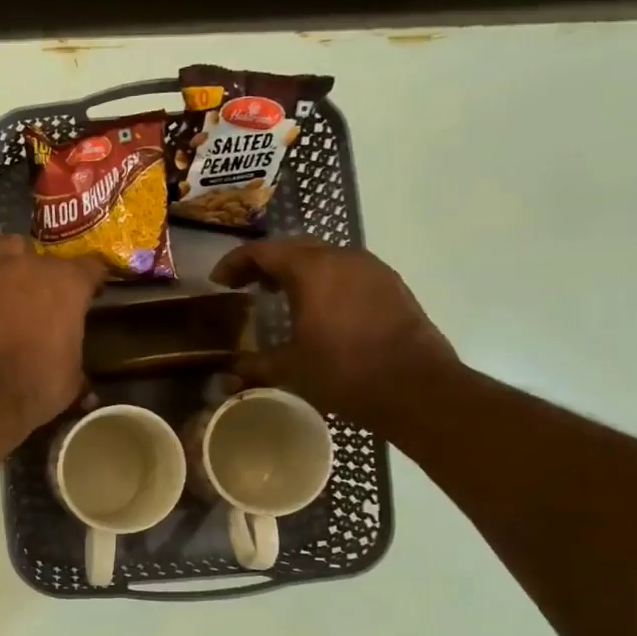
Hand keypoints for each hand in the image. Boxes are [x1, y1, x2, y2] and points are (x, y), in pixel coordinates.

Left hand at [0, 235, 106, 432]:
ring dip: (12, 260)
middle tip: (41, 300)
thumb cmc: (36, 384)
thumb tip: (88, 391)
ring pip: (8, 245)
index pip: (92, 267)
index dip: (91, 281)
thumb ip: (79, 371)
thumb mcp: (71, 381)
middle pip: (45, 256)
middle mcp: (33, 264)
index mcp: (70, 284)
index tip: (89, 296)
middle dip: (46, 275)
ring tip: (7, 283)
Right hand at [212, 237, 455, 423]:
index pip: (262, 251)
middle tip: (245, 285)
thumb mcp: (289, 369)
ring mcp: (372, 269)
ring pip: (323, 257)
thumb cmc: (344, 372)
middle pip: (293, 247)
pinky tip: (318, 308)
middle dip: (265, 263)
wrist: (417, 388)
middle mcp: (342, 258)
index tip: (219, 281)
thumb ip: (253, 366)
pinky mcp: (391, 286)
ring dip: (296, 271)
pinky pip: (347, 272)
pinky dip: (323, 281)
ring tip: (279, 295)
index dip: (234, 262)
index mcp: (311, 270)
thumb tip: (226, 375)